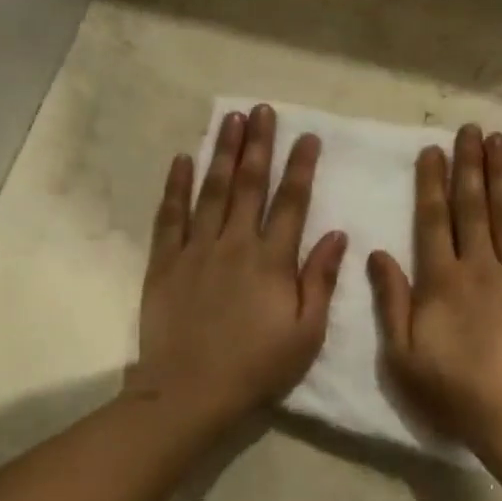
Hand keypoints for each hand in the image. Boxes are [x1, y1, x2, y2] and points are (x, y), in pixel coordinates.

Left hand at [130, 104, 347, 431]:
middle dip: (258, 144)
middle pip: (248, 184)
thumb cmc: (258, 366)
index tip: (308, 136)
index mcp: (273, 261)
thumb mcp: (306, 332)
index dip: (301, 166)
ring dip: (221, 152)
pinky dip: (176, 186)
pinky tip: (182, 159)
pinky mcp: (165, 263)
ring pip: (210, 191)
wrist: (192, 390)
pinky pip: (170, 216)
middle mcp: (235, 244)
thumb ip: (320, 280)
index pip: (291, 202)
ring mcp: (196, 250)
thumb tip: (336, 234)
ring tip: (229, 119)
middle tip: (262, 110)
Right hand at [367, 124, 501, 458]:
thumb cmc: (454, 391)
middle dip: (469, 165)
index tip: (432, 150)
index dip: (431, 183)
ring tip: (500, 140)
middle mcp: (479, 267)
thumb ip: (391, 301)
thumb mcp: (402, 355)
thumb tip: (378, 253)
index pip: (433, 221)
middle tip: (470, 129)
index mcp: (441, 282)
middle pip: (473, 207)